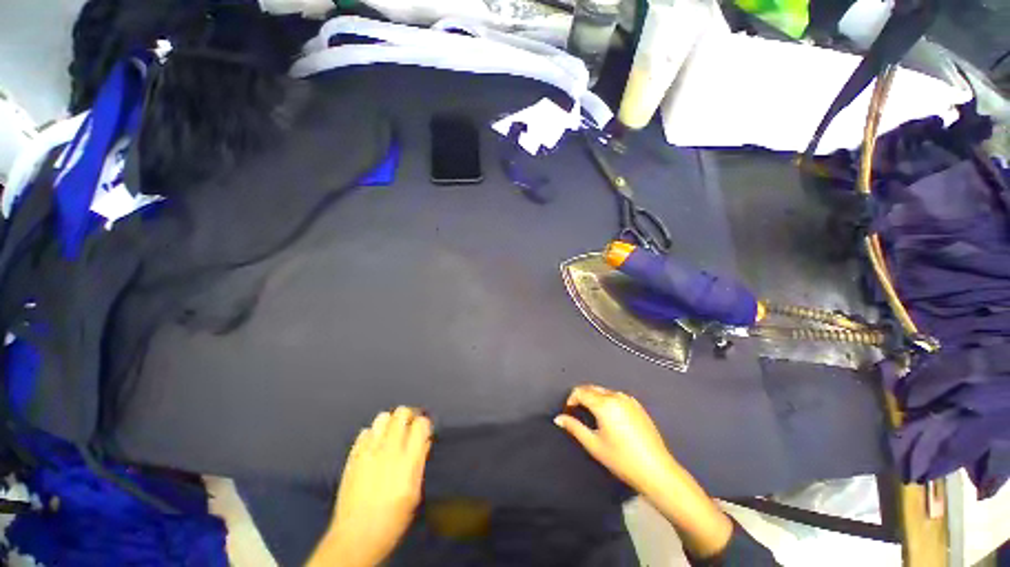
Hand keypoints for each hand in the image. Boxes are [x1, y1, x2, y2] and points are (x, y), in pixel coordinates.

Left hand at [309, 407, 431, 566]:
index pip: (421, 423)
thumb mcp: (415, 493)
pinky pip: (365, 431)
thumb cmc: (393, 519)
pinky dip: (373, 434)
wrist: (355, 536)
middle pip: (402, 413)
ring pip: (383, 417)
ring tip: (391, 434)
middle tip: (409, 427)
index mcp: (409, 459)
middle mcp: (390, 449)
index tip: (424, 430)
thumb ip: (420, 462)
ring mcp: (369, 450)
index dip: (424, 423)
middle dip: (408, 416)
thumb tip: (425, 440)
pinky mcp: (353, 455)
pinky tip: (374, 446)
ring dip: (390, 422)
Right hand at [554, 384, 677, 495]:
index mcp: (604, 404)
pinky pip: (616, 396)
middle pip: (592, 388)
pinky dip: (607, 401)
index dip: (571, 399)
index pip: (580, 391)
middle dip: (581, 397)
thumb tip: (558, 418)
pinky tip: (609, 418)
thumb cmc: (622, 460)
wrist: (657, 471)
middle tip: (577, 413)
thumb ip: (574, 427)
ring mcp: (629, 400)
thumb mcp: (594, 445)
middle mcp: (616, 396)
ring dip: (594, 398)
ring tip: (592, 416)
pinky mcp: (638, 406)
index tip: (568, 412)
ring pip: (604, 391)